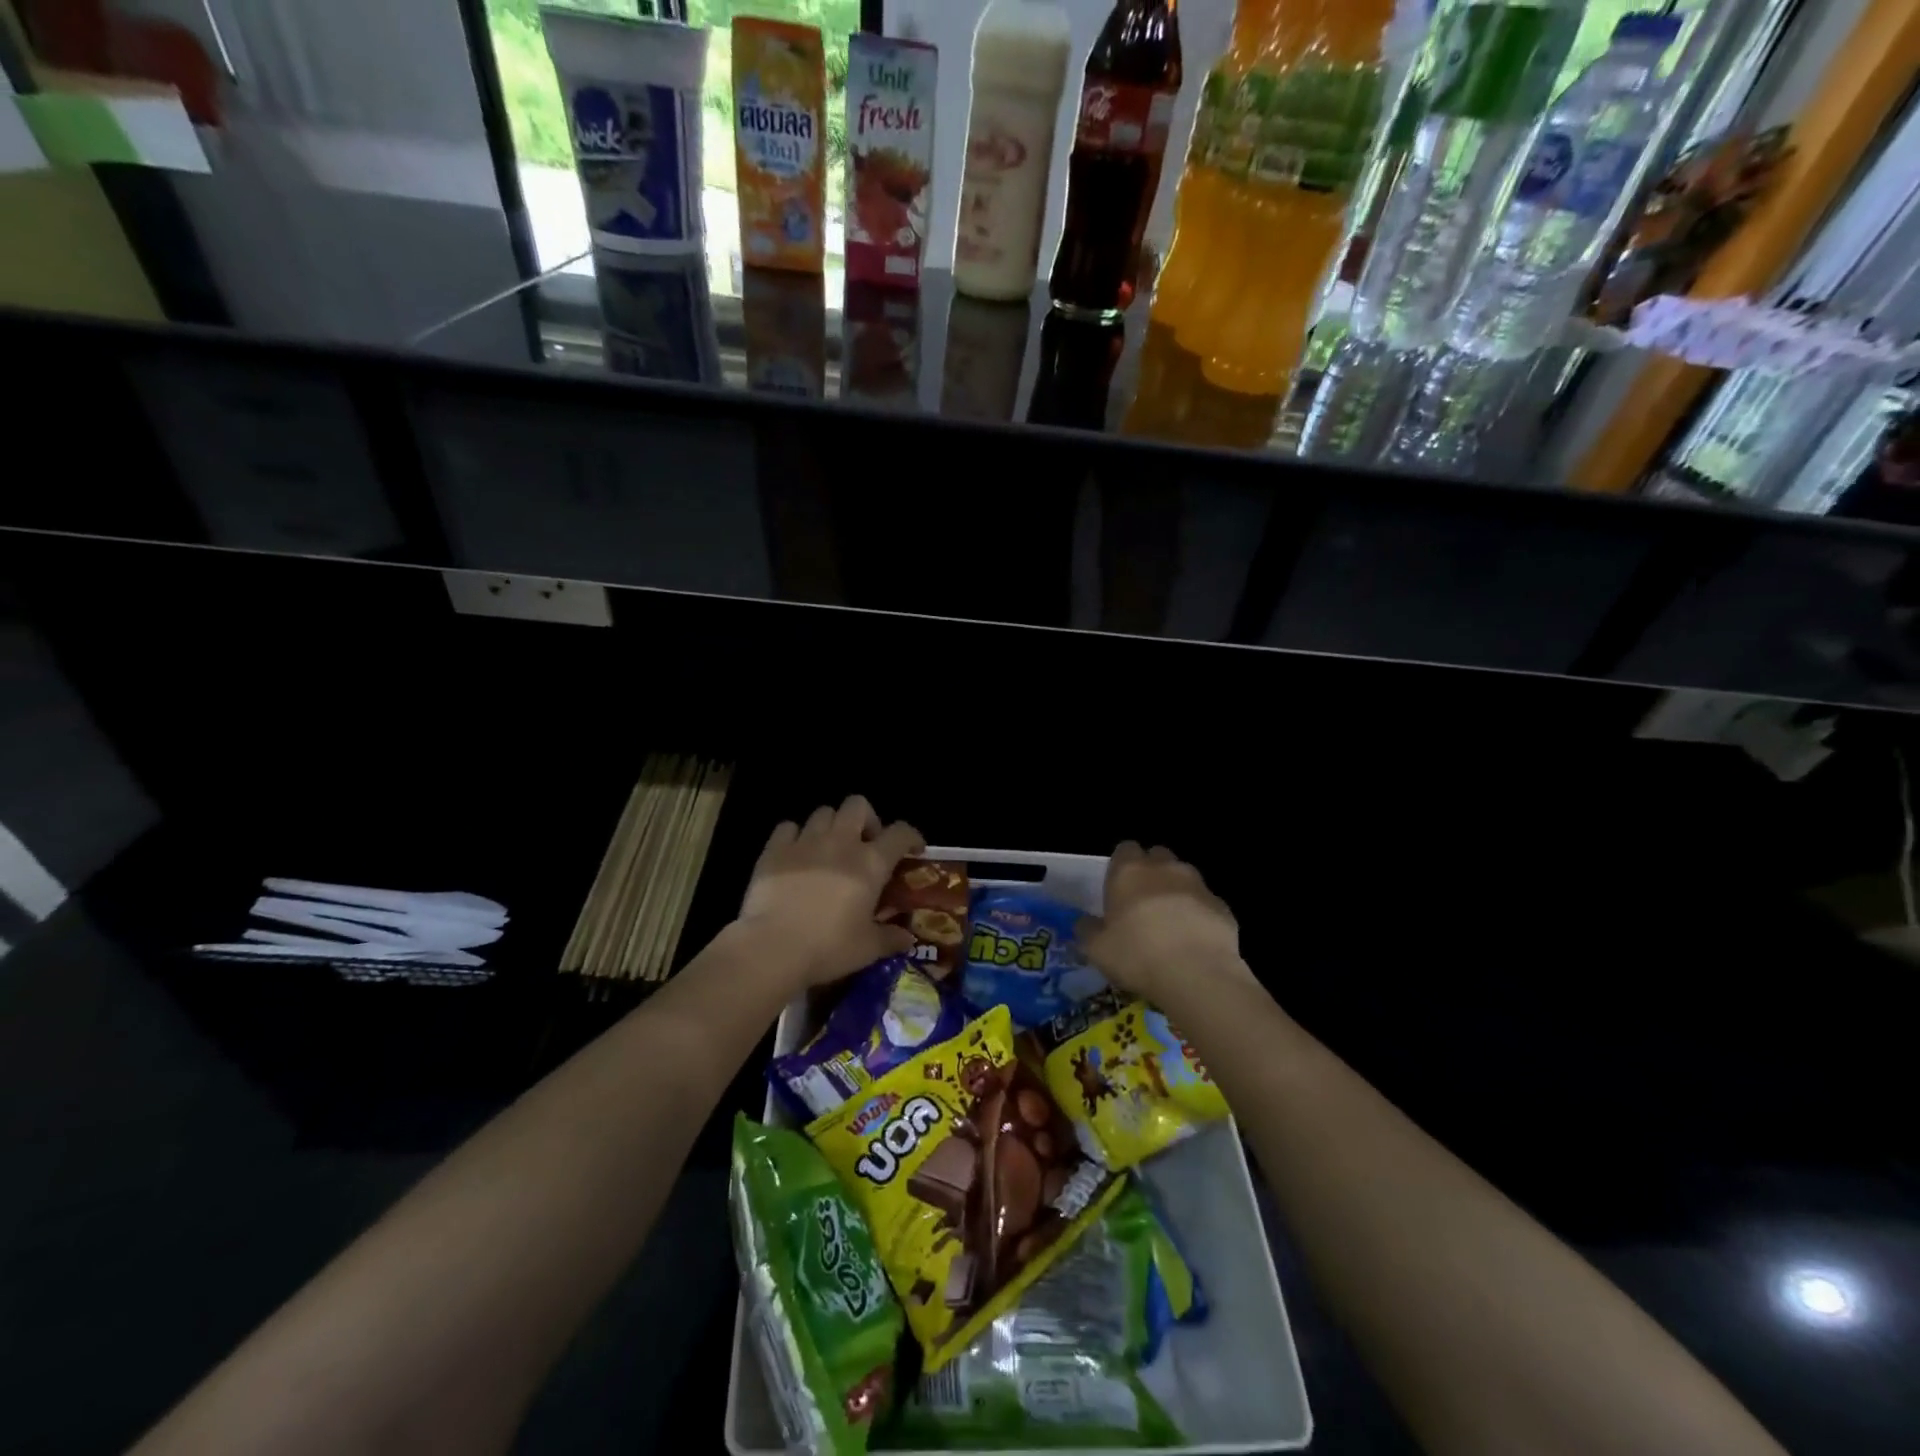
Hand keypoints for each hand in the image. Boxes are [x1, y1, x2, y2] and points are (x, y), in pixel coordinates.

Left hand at [736, 795, 924, 991]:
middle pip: (857, 805)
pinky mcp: (774, 850)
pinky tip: (796, 854)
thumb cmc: (829, 947)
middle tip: (864, 844)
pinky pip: (788, 827)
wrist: (772, 947)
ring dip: (831, 825)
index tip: (913, 849)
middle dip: (866, 819)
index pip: (900, 833)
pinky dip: (795, 835)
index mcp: (870, 863)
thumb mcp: (868, 949)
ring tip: (829, 849)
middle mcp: (841, 842)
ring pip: (823, 812)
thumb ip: (890, 938)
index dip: (911, 836)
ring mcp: (805, 842)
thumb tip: (907, 938)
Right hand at [1078, 842, 1249, 1004]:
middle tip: (1143, 904)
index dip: (1121, 866)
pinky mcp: (1222, 906)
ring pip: (1184, 877)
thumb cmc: (1137, 955)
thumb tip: (1085, 923)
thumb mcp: (1097, 949)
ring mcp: (1197, 884)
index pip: (1124, 849)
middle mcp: (1164, 868)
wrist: (1197, 974)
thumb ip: (1087, 930)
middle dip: (1151, 872)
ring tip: (1171, 924)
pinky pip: (1205, 903)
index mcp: (1129, 871)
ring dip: (1176, 892)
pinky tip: (1194, 941)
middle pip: (1156, 856)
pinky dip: (1199, 914)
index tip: (1118, 889)